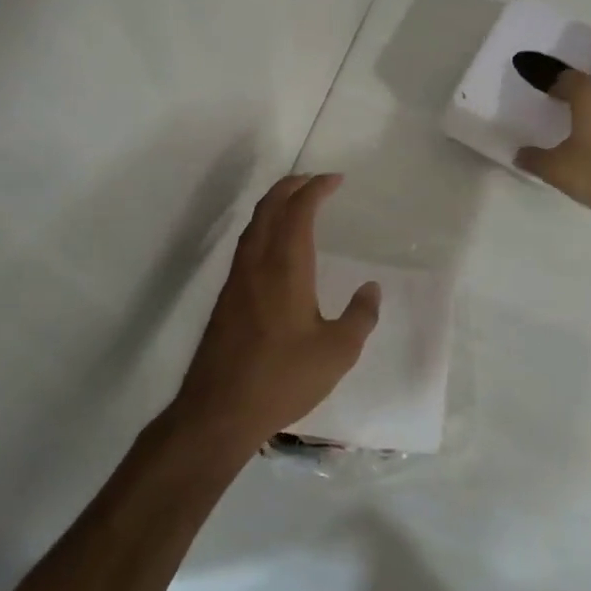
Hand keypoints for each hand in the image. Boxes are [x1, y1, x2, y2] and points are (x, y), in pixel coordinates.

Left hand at [171, 173, 380, 455]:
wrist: (218, 410)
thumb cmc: (282, 378)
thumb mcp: (337, 352)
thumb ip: (360, 316)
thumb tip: (372, 288)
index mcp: (285, 266)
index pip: (298, 210)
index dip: (316, 188)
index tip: (336, 180)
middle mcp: (257, 263)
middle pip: (269, 207)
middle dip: (292, 186)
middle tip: (316, 182)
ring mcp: (236, 279)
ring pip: (253, 224)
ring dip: (275, 204)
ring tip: (296, 204)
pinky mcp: (226, 298)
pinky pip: (246, 244)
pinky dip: (264, 227)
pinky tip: (274, 246)